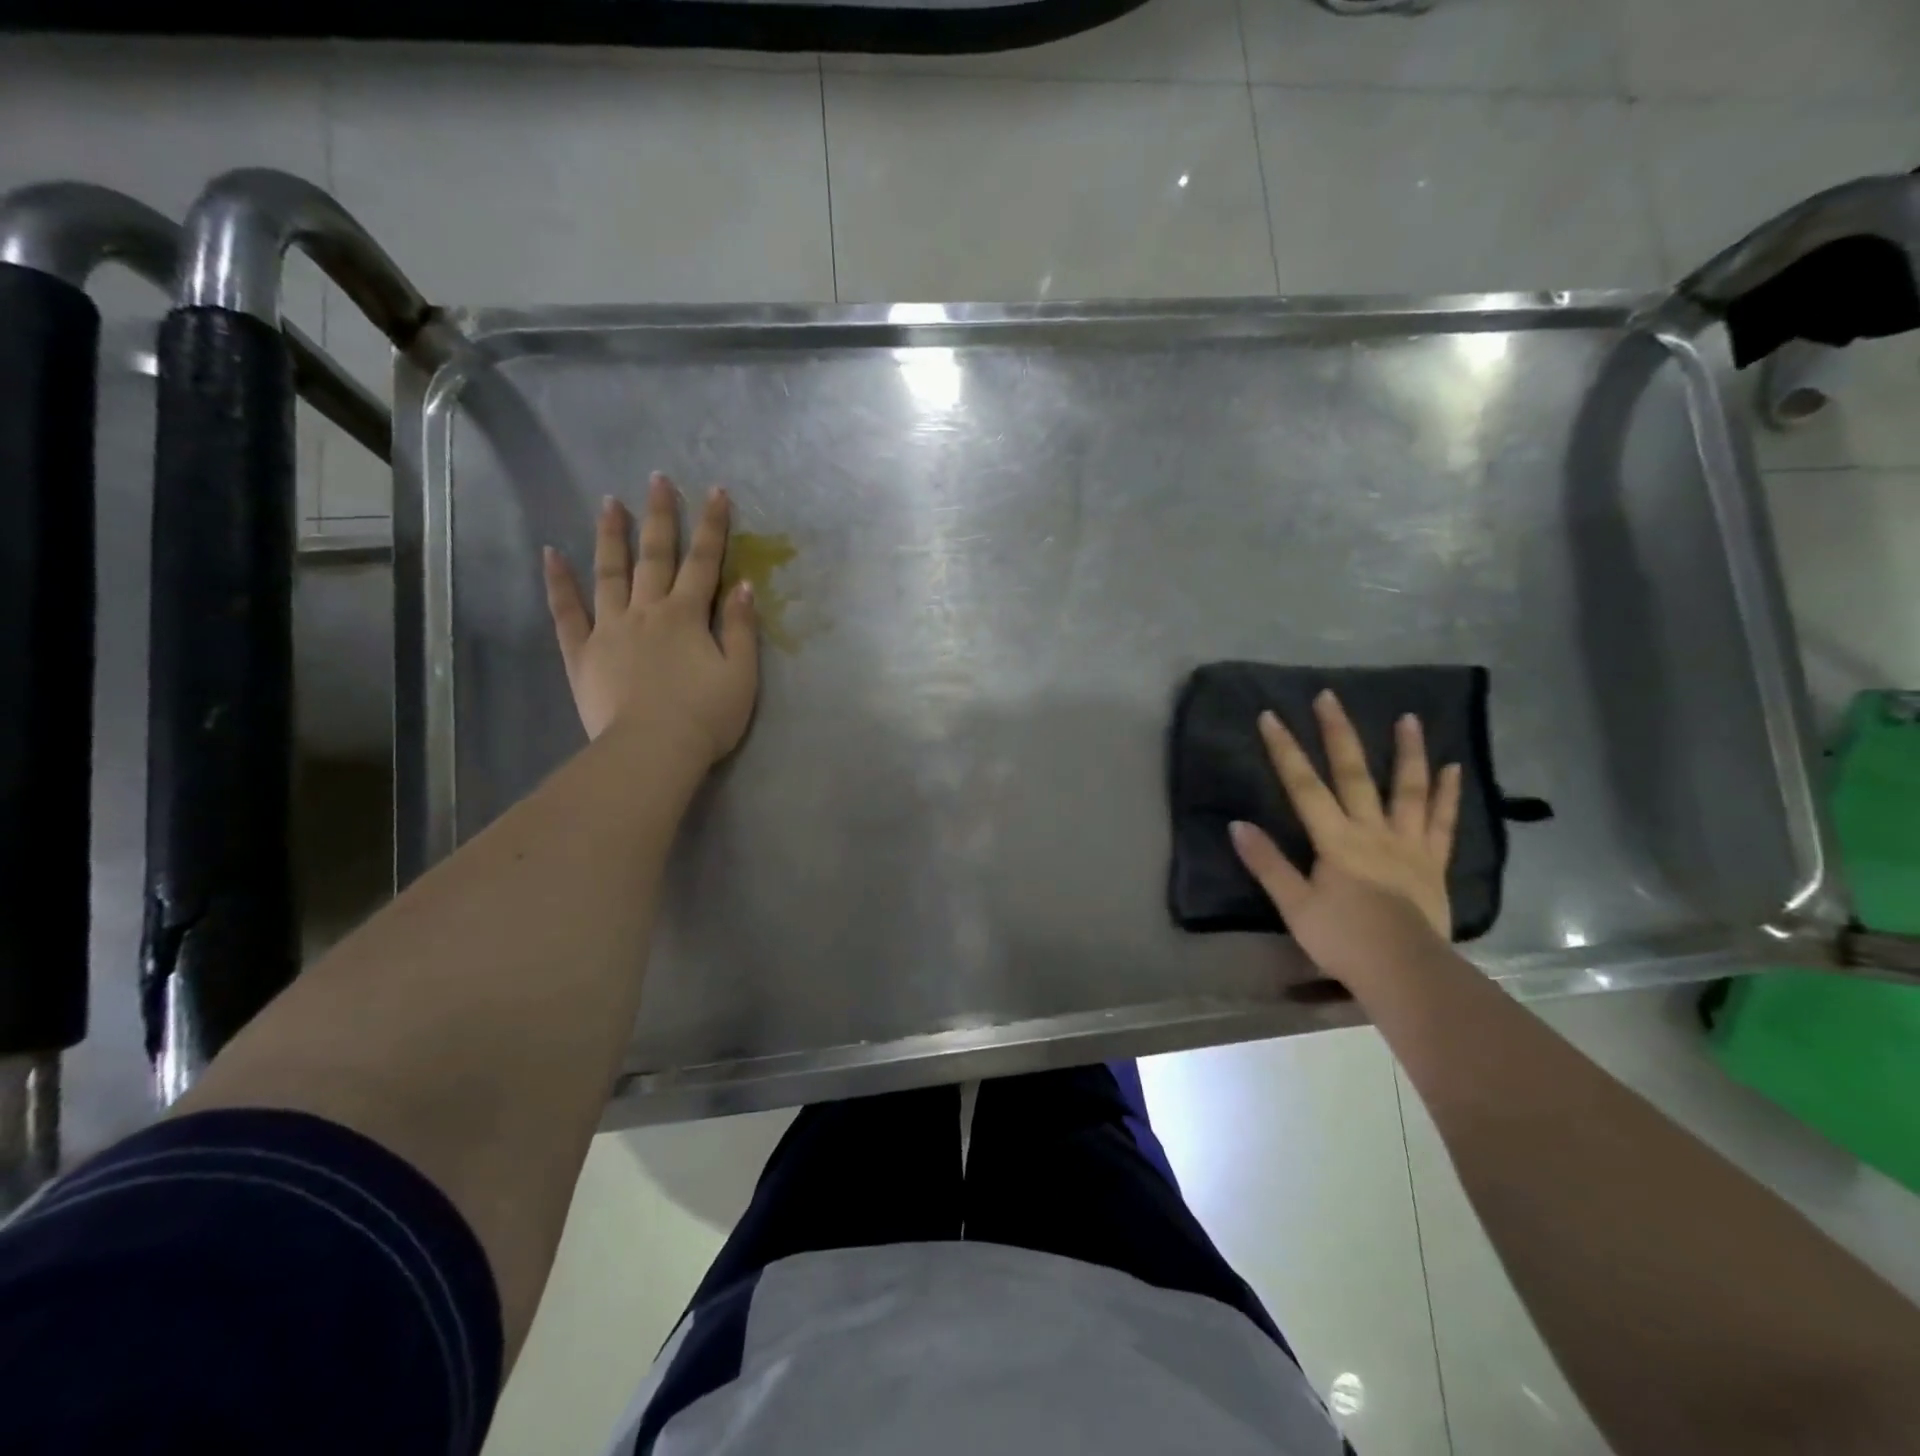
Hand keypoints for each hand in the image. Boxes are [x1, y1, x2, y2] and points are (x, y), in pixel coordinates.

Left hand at [543, 473, 757, 762]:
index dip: (712, 526)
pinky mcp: (582, 653)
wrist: (653, 750)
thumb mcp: (741, 675)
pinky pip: (567, 612)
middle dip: (660, 516)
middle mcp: (647, 611)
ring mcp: (609, 629)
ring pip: (609, 573)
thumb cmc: (706, 717)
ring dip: (611, 536)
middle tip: (657, 479)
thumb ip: (741, 629)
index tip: (715, 491)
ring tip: (609, 502)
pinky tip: (551, 554)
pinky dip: (559, 582)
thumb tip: (744, 587)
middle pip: (654, 556)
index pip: (704, 562)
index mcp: (687, 616)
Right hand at [1228, 690, 1461, 987]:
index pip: (1304, 786)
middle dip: (1338, 733)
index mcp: (1336, 840)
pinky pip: (1443, 822)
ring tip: (1408, 718)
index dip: (1285, 750)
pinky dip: (1448, 794)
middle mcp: (1372, 831)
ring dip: (1407, 752)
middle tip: (1330, 696)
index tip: (1270, 716)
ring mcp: (1408, 844)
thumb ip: (1268, 863)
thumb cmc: (1344, 939)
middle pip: (1354, 774)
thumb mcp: (1294, 905)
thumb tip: (1237, 825)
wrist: (1406, 972)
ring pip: (1408, 790)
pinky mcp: (1433, 862)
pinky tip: (1454, 768)